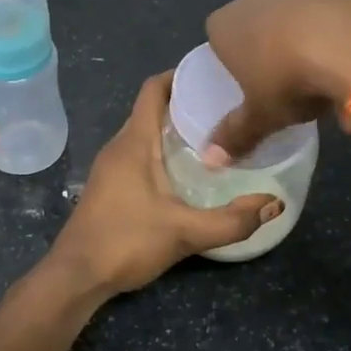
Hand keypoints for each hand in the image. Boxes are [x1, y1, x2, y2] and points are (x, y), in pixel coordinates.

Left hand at [49, 73, 278, 295]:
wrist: (76, 276)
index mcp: (134, 142)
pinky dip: (165, 152)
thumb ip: (232, 220)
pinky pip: (141, 155)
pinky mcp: (110, 187)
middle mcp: (119, 147)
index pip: (154, 89)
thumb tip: (275, 204)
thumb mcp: (185, 232)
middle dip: (187, 103)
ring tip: (217, 137)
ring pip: (146, 134)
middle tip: (228, 109)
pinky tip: (190, 173)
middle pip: (153, 109)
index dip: (181, 75)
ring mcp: (111, 168)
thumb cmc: (125, 242)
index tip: (215, 76)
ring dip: (176, 130)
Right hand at [202, 0, 350, 159]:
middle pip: (261, 24)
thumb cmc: (290, 77)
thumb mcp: (262, 116)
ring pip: (304, 18)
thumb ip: (237, 135)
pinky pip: (341, 14)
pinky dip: (348, 36)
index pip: (219, 39)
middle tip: (294, 87)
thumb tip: (209, 161)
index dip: (235, 63)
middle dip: (276, 51)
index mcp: (227, 24)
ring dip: (315, 46)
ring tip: (336, 86)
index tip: (253, 86)